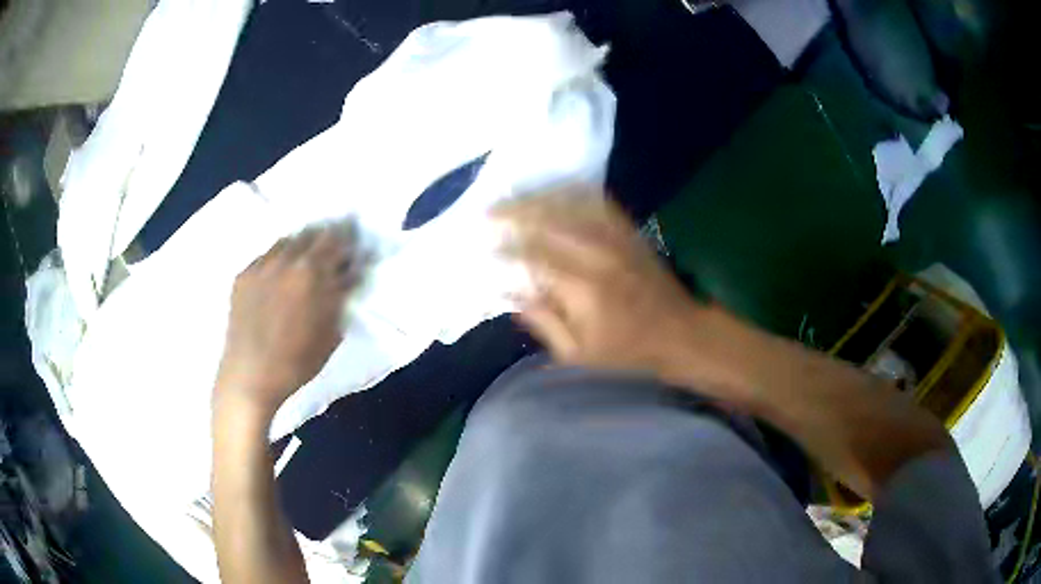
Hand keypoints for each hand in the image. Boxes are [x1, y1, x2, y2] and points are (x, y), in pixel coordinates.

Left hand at [214, 223, 362, 424]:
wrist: (250, 375)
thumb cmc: (297, 360)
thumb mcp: (331, 332)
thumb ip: (342, 296)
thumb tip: (351, 272)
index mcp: (311, 271)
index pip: (335, 238)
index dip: (346, 238)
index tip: (351, 243)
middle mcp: (285, 259)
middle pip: (309, 233)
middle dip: (322, 239)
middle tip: (328, 251)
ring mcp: (260, 265)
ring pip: (285, 241)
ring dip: (298, 246)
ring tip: (302, 261)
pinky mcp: (242, 275)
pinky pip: (264, 256)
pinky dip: (276, 260)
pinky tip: (277, 276)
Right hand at [496, 186, 703, 377]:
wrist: (679, 331)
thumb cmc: (626, 349)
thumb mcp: (577, 352)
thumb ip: (542, 322)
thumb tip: (509, 296)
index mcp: (583, 288)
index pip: (534, 258)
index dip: (506, 251)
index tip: (486, 249)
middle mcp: (598, 253)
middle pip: (548, 221)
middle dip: (514, 214)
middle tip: (488, 212)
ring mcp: (616, 237)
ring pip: (570, 204)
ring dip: (537, 198)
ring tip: (513, 198)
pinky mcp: (628, 230)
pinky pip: (596, 200)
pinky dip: (571, 192)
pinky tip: (553, 191)